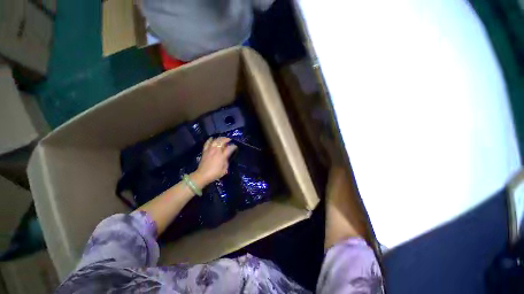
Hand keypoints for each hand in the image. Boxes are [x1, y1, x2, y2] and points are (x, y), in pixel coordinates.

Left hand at [193, 137, 236, 185]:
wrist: (202, 175)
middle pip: (222, 141)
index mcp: (222, 156)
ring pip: (215, 140)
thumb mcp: (224, 169)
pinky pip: (207, 143)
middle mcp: (216, 151)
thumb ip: (227, 161)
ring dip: (220, 138)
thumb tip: (227, 156)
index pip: (230, 148)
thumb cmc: (215, 174)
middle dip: (227, 139)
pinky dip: (210, 140)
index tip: (235, 147)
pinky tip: (212, 138)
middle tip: (230, 140)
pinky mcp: (205, 151)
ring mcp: (210, 150)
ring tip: (223, 139)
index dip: (234, 146)